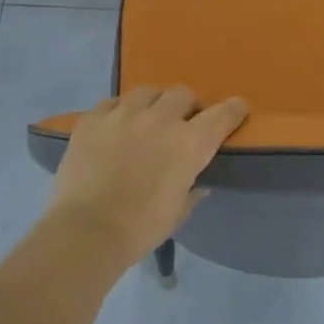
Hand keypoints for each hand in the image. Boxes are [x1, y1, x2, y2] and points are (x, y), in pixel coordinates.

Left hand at [46, 86, 248, 263]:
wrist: (87, 232)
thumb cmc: (141, 228)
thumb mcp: (178, 212)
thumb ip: (191, 191)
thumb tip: (197, 184)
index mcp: (190, 144)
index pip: (222, 114)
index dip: (233, 110)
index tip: (236, 109)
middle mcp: (160, 119)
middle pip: (183, 93)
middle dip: (187, 106)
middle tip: (182, 124)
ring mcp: (123, 115)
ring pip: (147, 91)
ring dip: (153, 103)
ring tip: (146, 120)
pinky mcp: (91, 120)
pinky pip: (111, 103)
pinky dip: (119, 111)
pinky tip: (116, 126)